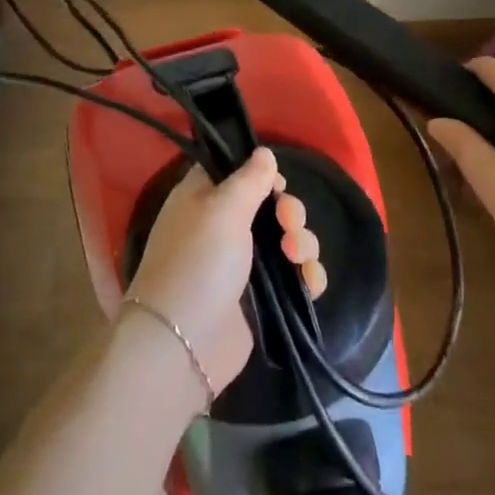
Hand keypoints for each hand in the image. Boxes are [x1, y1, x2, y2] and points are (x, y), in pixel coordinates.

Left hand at [128, 149, 326, 392]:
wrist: (185, 341)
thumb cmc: (198, 261)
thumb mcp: (222, 208)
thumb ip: (249, 178)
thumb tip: (265, 152)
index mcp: (204, 197)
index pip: (237, 171)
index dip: (261, 173)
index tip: (276, 183)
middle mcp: (225, 226)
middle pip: (271, 205)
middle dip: (289, 211)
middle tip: (287, 224)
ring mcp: (244, 263)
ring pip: (289, 239)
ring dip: (303, 242)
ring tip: (296, 256)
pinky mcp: (263, 298)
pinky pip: (296, 277)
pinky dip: (308, 275)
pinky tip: (310, 282)